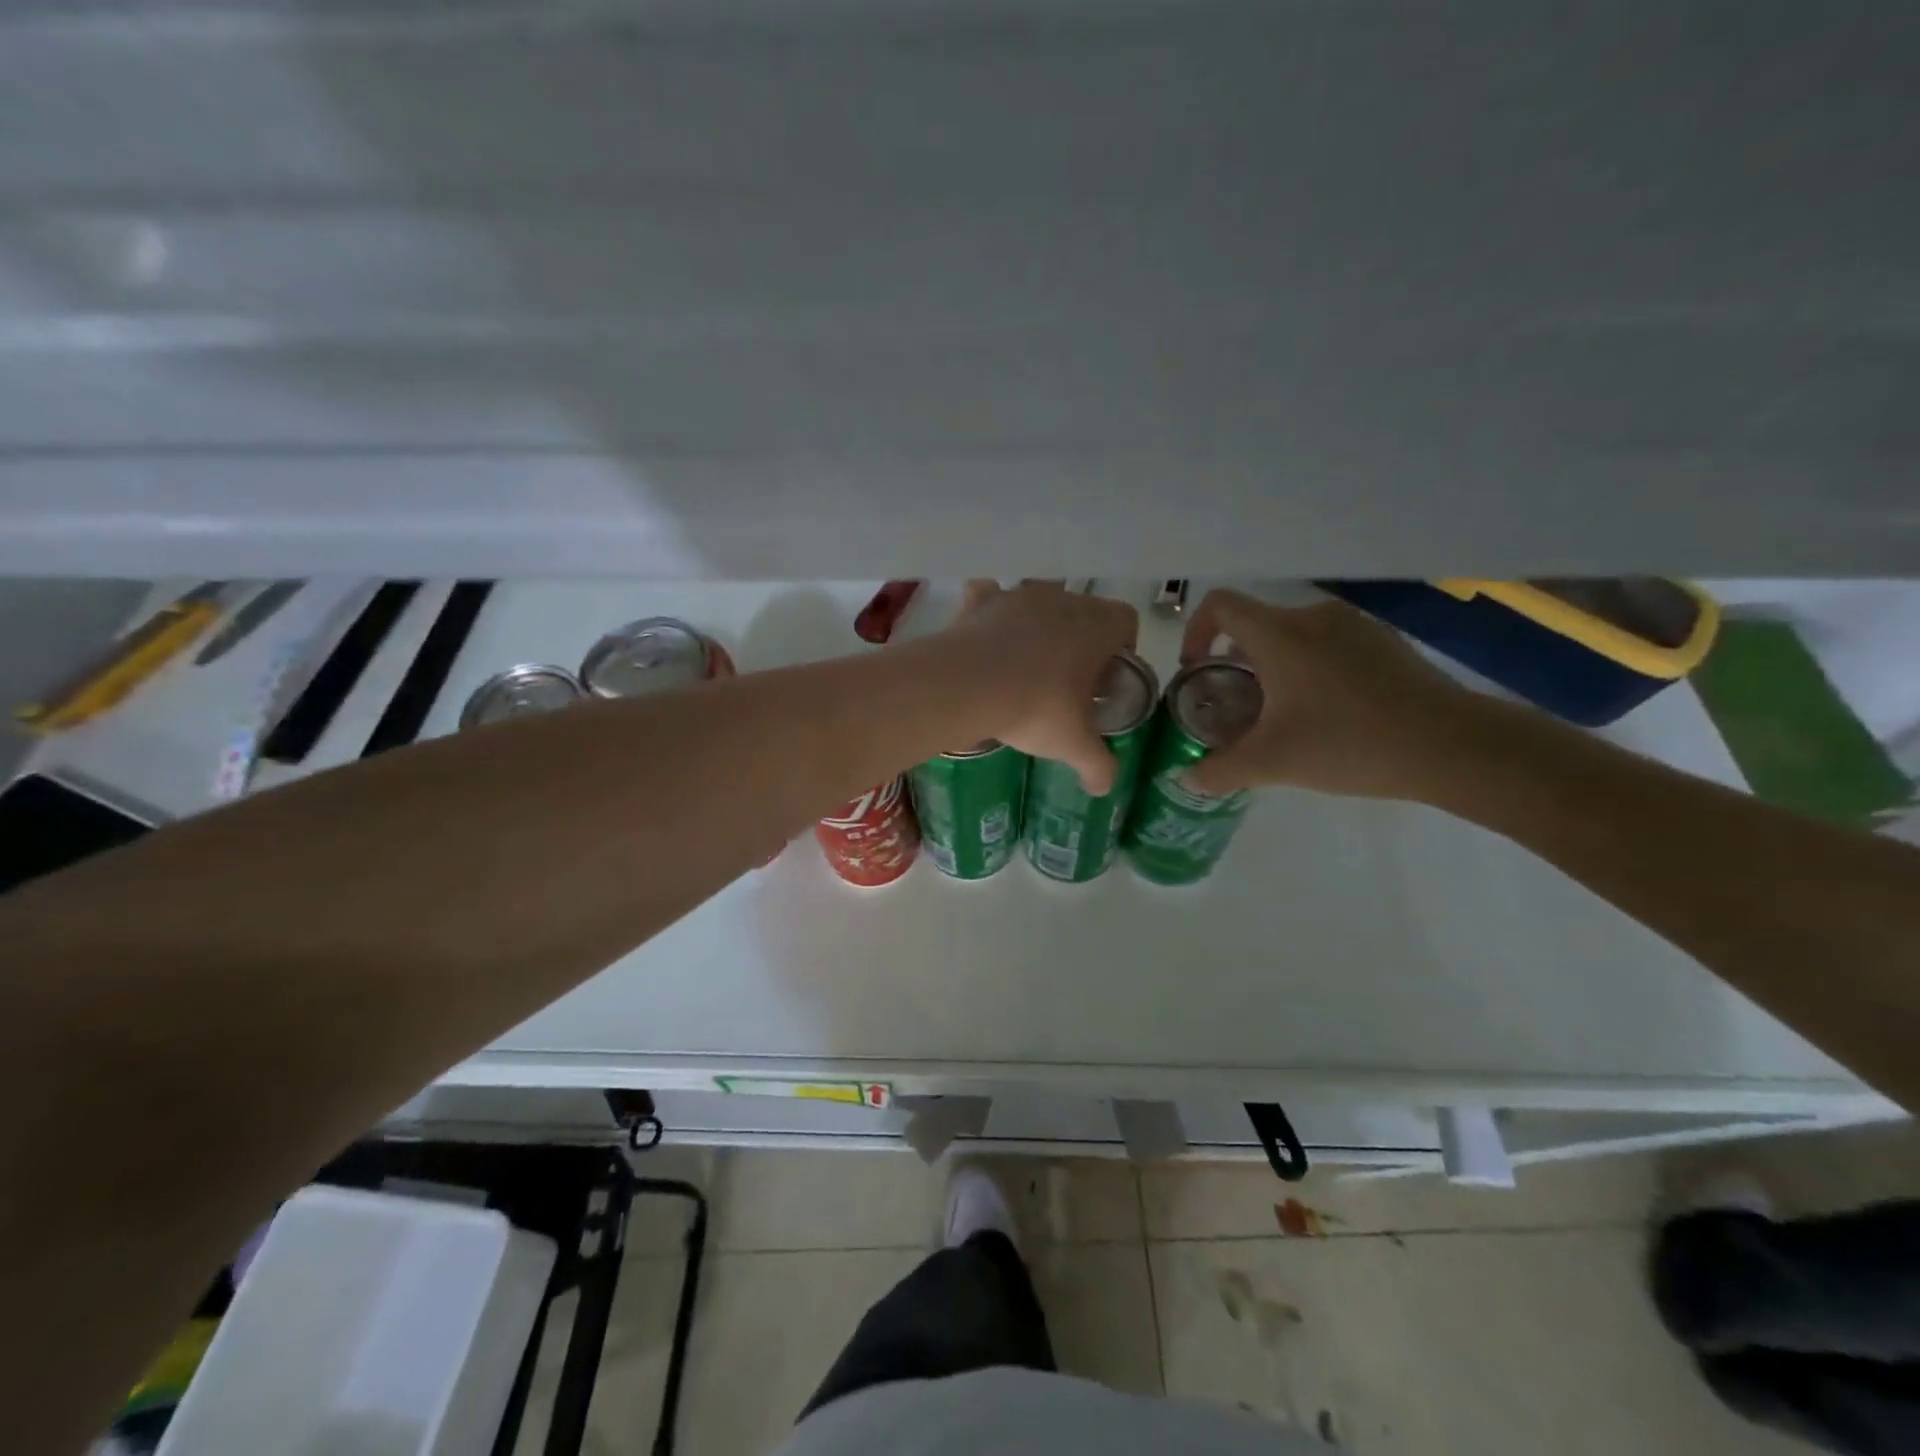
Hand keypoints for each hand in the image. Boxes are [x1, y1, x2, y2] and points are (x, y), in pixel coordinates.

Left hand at [942, 580, 1139, 793]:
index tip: (1105, 681)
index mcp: (1097, 625)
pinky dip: (990, 613)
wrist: (967, 685)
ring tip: (1023, 667)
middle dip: (1079, 642)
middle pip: (1082, 613)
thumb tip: (1104, 788)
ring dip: (1037, 628)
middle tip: (1065, 682)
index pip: (1126, 622)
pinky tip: (986, 641)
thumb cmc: (1036, 708)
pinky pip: (990, 597)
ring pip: (1038, 604)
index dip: (1121, 650)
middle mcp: (1062, 599)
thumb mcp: (1074, 745)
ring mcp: (1018, 595)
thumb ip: (1098, 765)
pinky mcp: (981, 602)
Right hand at [1178, 590, 1482, 800]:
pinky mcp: (1383, 641)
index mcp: (1278, 634)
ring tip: (1281, 715)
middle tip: (1237, 708)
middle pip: (1255, 626)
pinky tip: (1328, 713)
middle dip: (1234, 664)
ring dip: (1273, 668)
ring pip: (1292, 637)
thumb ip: (1220, 770)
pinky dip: (1310, 669)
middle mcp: (1312, 617)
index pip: (1219, 605)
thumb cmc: (1349, 743)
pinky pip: (1328, 645)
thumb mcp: (1273, 763)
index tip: (1198, 671)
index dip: (1196, 631)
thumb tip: (1186, 779)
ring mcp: (1353, 626)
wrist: (1452, 745)